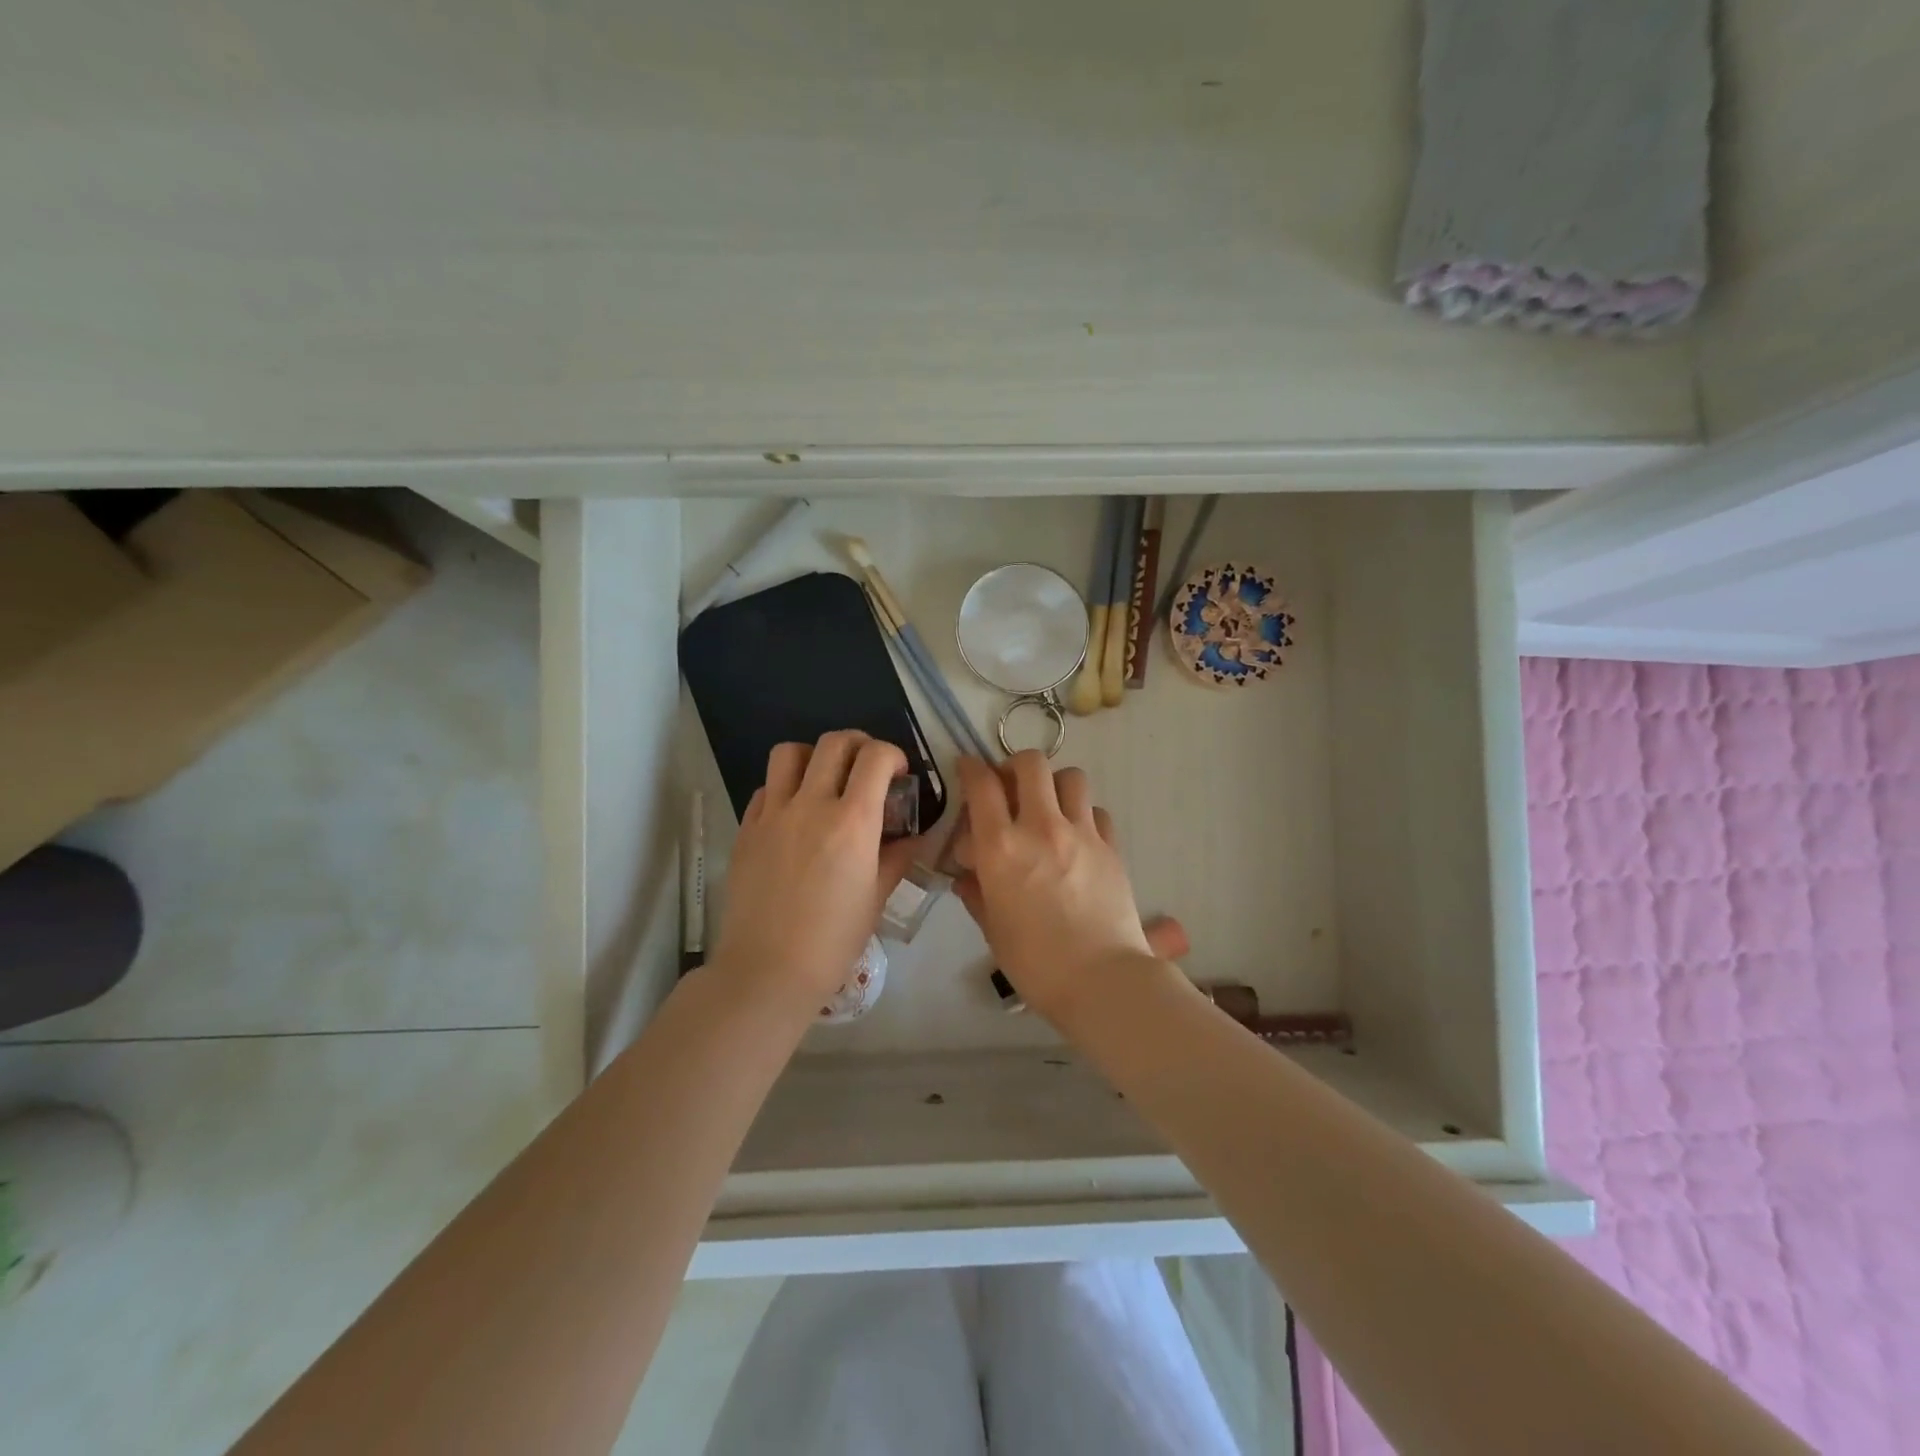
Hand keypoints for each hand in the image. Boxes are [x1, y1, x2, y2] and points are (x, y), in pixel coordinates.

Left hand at [711, 732, 922, 1013]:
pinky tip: (794, 815)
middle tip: (867, 768)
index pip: (876, 757)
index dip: (893, 755)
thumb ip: (896, 857)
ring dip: (815, 756)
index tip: (898, 774)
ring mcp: (773, 814)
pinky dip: (785, 788)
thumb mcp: (876, 898)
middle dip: (859, 745)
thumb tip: (910, 836)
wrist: (768, 970)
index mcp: (853, 822)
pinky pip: (766, 788)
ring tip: (825, 780)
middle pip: (835, 742)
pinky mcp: (746, 829)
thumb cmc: (833, 940)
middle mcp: (812, 805)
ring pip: (790, 752)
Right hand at [951, 753, 1156, 1022]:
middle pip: (1031, 763)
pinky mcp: (1110, 846)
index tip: (968, 768)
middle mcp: (1041, 827)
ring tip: (1048, 807)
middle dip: (1015, 766)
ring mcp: (1081, 833)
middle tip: (1010, 787)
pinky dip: (1083, 815)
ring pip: (1071, 777)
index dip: (971, 768)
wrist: (1101, 979)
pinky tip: (1078, 838)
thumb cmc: (1035, 961)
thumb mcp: (992, 928)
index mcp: (1001, 847)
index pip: (982, 784)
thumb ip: (976, 892)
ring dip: (1054, 784)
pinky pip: (1096, 811)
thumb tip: (967, 874)